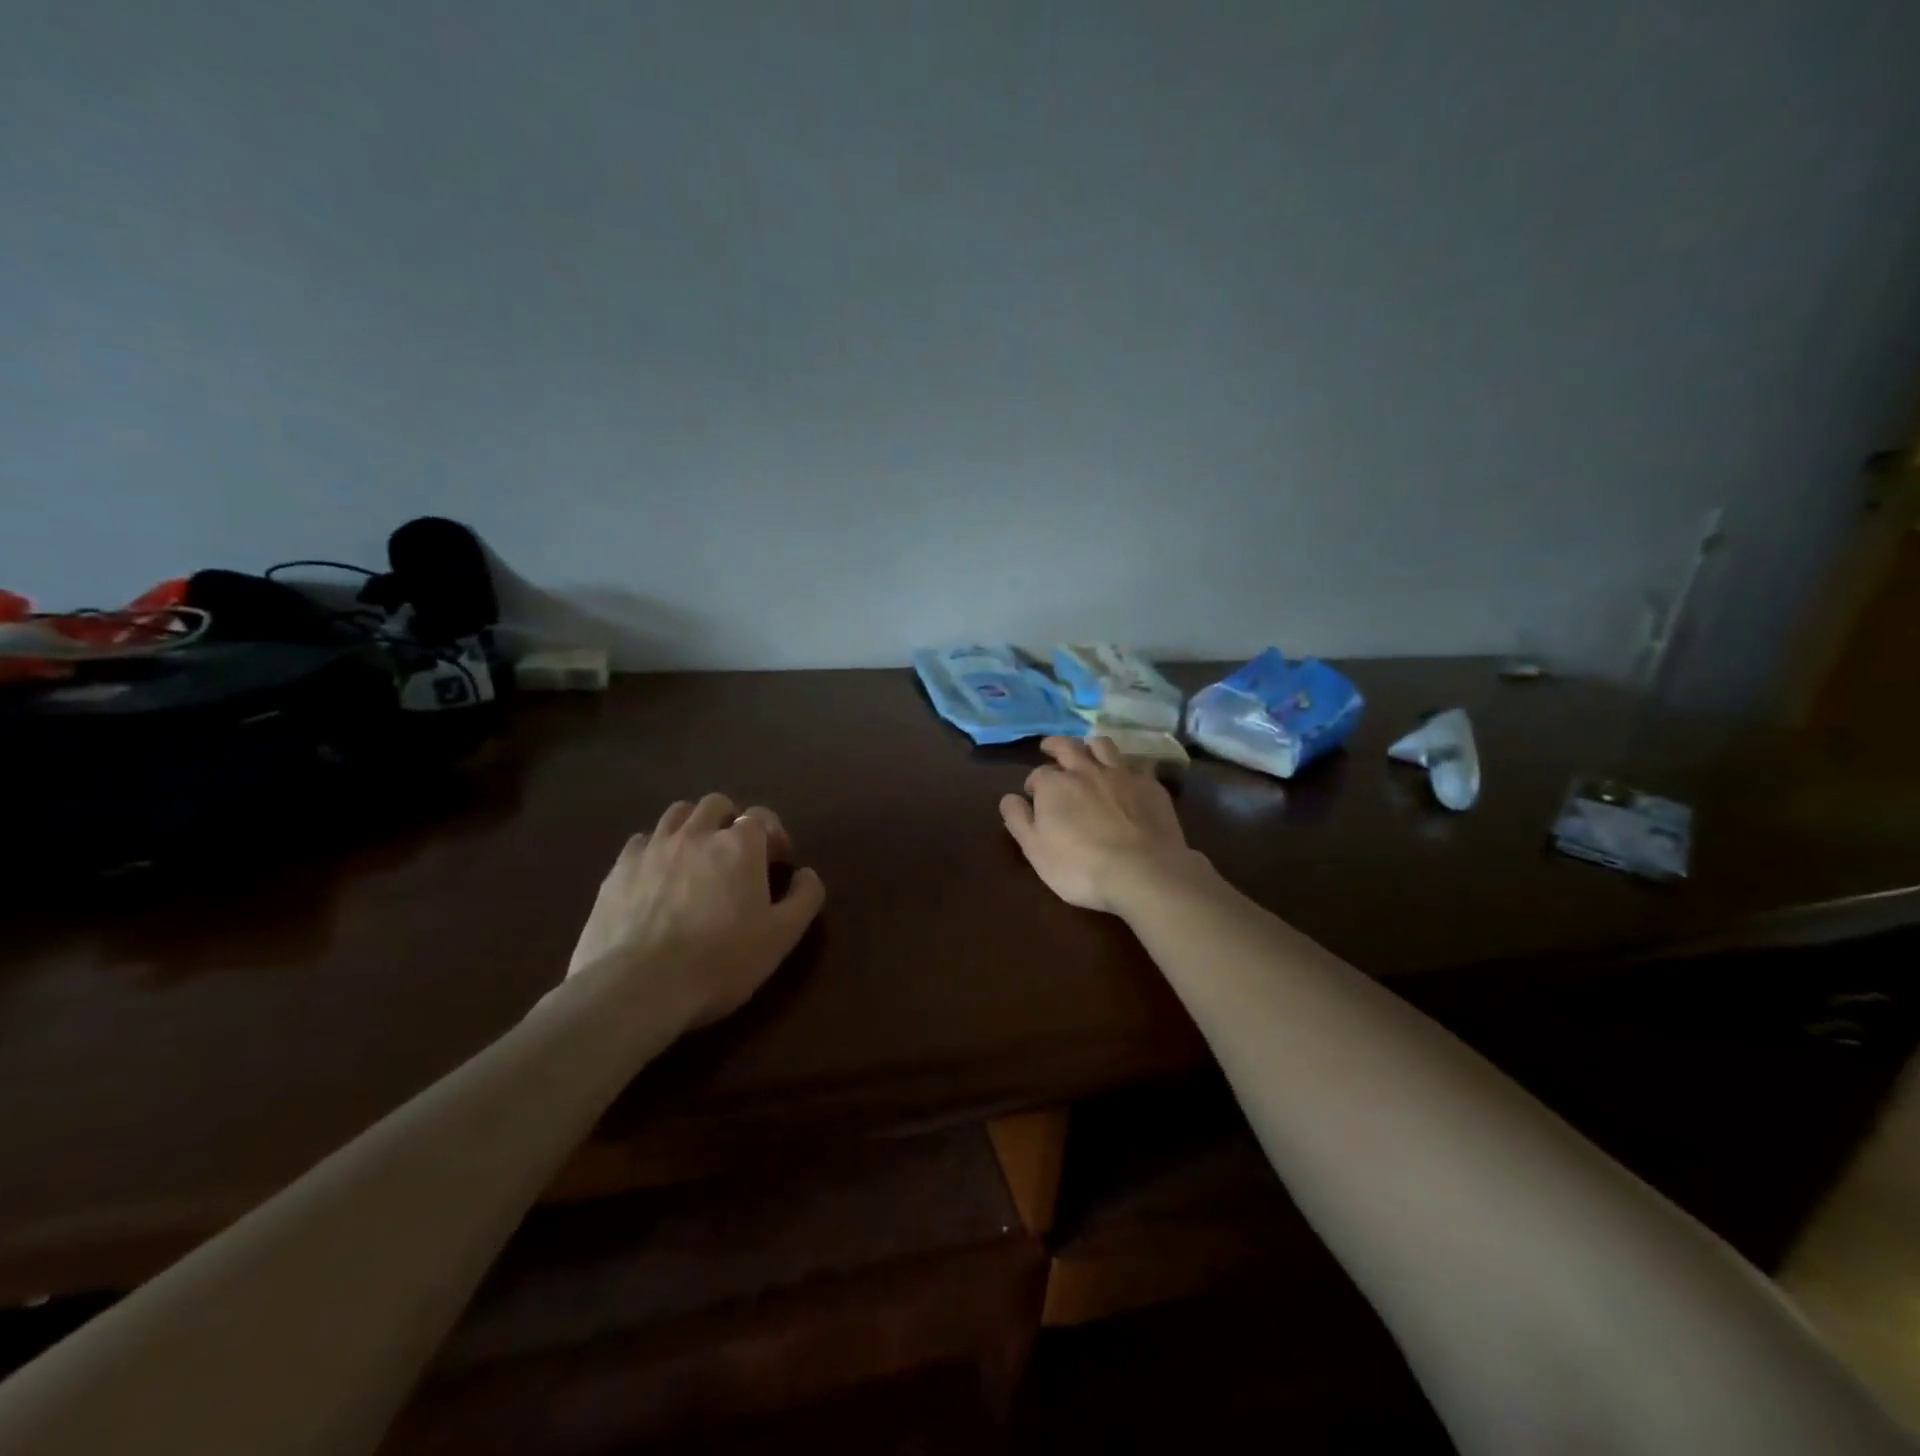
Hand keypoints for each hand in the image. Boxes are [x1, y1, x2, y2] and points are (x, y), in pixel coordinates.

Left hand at [566, 794, 826, 1029]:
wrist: (638, 988)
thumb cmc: (720, 961)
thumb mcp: (781, 936)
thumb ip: (804, 897)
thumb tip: (807, 873)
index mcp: (740, 844)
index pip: (761, 815)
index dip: (773, 834)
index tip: (776, 861)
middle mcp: (696, 833)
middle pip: (716, 804)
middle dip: (730, 821)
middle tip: (735, 855)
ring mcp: (653, 848)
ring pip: (676, 814)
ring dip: (692, 826)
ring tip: (695, 858)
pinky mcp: (618, 870)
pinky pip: (640, 841)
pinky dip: (655, 849)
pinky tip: (657, 876)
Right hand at [1000, 737, 1201, 914]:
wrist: (1143, 874)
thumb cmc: (1080, 867)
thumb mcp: (1035, 850)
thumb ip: (1018, 820)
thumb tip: (1009, 798)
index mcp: (1055, 785)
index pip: (1037, 775)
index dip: (1033, 784)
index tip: (1033, 796)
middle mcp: (1086, 770)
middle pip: (1068, 747)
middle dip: (1055, 745)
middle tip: (1049, 747)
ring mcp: (1122, 775)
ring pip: (1103, 745)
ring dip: (1090, 746)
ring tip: (1087, 752)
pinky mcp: (1151, 786)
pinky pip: (1136, 764)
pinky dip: (1125, 767)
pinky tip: (1126, 778)